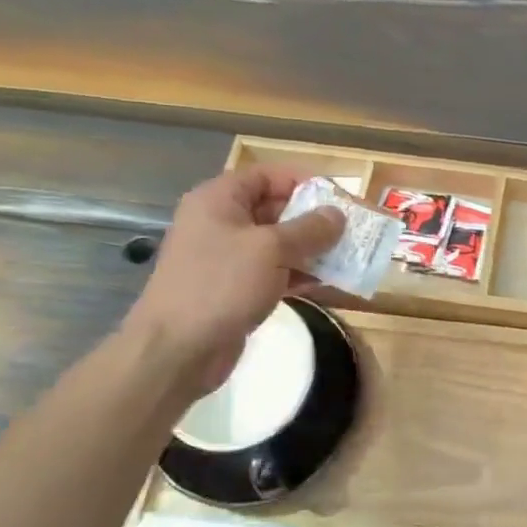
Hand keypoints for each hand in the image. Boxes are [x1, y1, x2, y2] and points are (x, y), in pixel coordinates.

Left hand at [124, 165, 343, 398]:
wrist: (176, 351)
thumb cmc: (221, 285)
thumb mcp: (270, 249)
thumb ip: (308, 229)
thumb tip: (337, 215)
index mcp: (218, 200)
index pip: (266, 175)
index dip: (303, 181)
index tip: (337, 196)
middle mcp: (220, 223)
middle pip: (274, 208)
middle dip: (313, 218)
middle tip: (350, 229)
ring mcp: (226, 258)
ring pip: (276, 244)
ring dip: (311, 249)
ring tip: (347, 255)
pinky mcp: (234, 289)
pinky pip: (273, 272)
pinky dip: (298, 274)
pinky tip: (328, 282)